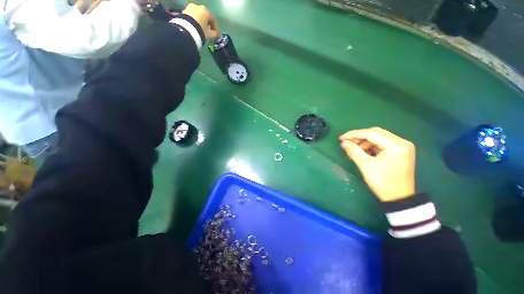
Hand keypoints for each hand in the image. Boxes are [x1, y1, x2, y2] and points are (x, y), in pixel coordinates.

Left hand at [182, 4, 219, 40]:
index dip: (216, 28)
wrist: (186, 30)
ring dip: (200, 22)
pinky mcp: (184, 11)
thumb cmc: (200, 31)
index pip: (213, 20)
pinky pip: (192, 16)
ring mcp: (190, 8)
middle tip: (209, 31)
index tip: (217, 35)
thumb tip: (215, 34)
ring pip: (198, 15)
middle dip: (208, 24)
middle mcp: (199, 7)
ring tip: (201, 29)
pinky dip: (194, 21)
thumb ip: (214, 34)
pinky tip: (195, 27)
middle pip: (205, 16)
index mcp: (206, 11)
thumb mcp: (209, 34)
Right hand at [340, 127, 415, 201]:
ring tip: (354, 149)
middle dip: (359, 137)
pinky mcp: (401, 152)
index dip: (353, 134)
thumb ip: (353, 151)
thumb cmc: (382, 182)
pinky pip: (383, 144)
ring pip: (379, 138)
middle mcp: (402, 142)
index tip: (341, 138)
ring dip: (365, 142)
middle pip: (376, 133)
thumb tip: (344, 142)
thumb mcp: (365, 165)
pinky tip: (363, 152)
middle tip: (347, 142)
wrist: (399, 198)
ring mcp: (403, 147)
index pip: (371, 133)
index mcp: (395, 144)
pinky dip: (372, 146)